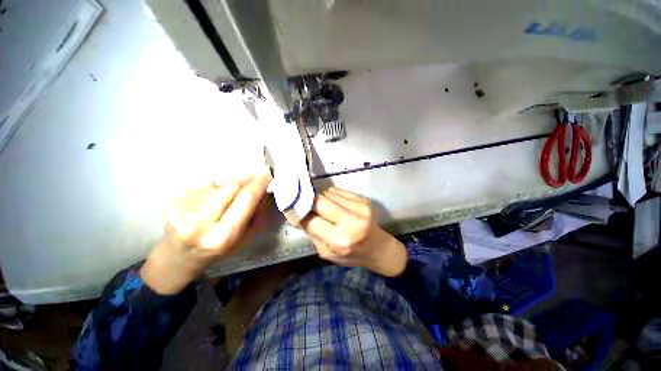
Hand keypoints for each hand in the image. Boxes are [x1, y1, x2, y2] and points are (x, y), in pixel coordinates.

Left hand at [141, 170, 271, 293]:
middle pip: (231, 186)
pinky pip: (206, 186)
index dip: (259, 183)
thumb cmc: (216, 251)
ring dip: (231, 187)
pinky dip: (216, 190)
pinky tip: (212, 202)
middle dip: (247, 178)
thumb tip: (264, 190)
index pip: (245, 200)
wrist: (177, 258)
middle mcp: (199, 222)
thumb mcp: (244, 238)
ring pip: (219, 185)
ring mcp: (183, 209)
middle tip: (257, 176)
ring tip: (228, 200)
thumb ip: (257, 215)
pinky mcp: (175, 199)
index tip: (268, 173)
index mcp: (221, 237)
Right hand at [301, 187, 406, 276]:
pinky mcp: (364, 199)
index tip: (291, 208)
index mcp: (339, 240)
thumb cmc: (351, 255)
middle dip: (308, 200)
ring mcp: (359, 207)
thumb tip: (297, 214)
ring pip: (328, 192)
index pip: (310, 220)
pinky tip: (334, 203)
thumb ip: (312, 233)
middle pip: (319, 200)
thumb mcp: (327, 253)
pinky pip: (338, 191)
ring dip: (321, 198)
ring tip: (323, 206)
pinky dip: (331, 195)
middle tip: (302, 201)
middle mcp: (350, 221)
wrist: (379, 248)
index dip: (298, 212)